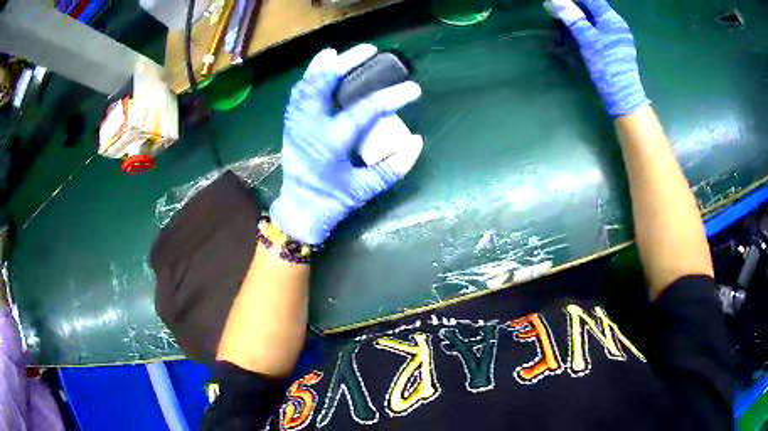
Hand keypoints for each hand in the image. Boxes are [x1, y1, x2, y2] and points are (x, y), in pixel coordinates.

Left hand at [270, 44, 423, 244]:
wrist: (298, 211)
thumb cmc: (331, 202)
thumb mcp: (364, 190)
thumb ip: (393, 168)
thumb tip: (416, 141)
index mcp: (331, 144)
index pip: (365, 111)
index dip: (391, 97)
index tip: (413, 90)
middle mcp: (310, 128)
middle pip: (324, 84)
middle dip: (346, 62)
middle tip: (369, 50)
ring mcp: (296, 124)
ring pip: (306, 85)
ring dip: (323, 66)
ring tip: (339, 52)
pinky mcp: (290, 125)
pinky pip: (297, 95)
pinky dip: (308, 78)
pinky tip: (319, 69)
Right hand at [546, 0, 649, 116]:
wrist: (623, 96)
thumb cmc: (606, 67)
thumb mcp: (587, 40)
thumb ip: (573, 18)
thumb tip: (555, 0)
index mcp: (611, 19)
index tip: (559, 1)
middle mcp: (617, 24)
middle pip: (594, 6)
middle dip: (575, 4)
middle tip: (557, 6)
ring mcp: (618, 35)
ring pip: (596, 17)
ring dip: (580, 13)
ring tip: (563, 14)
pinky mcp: (616, 45)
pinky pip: (599, 27)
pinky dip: (587, 23)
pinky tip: (577, 27)